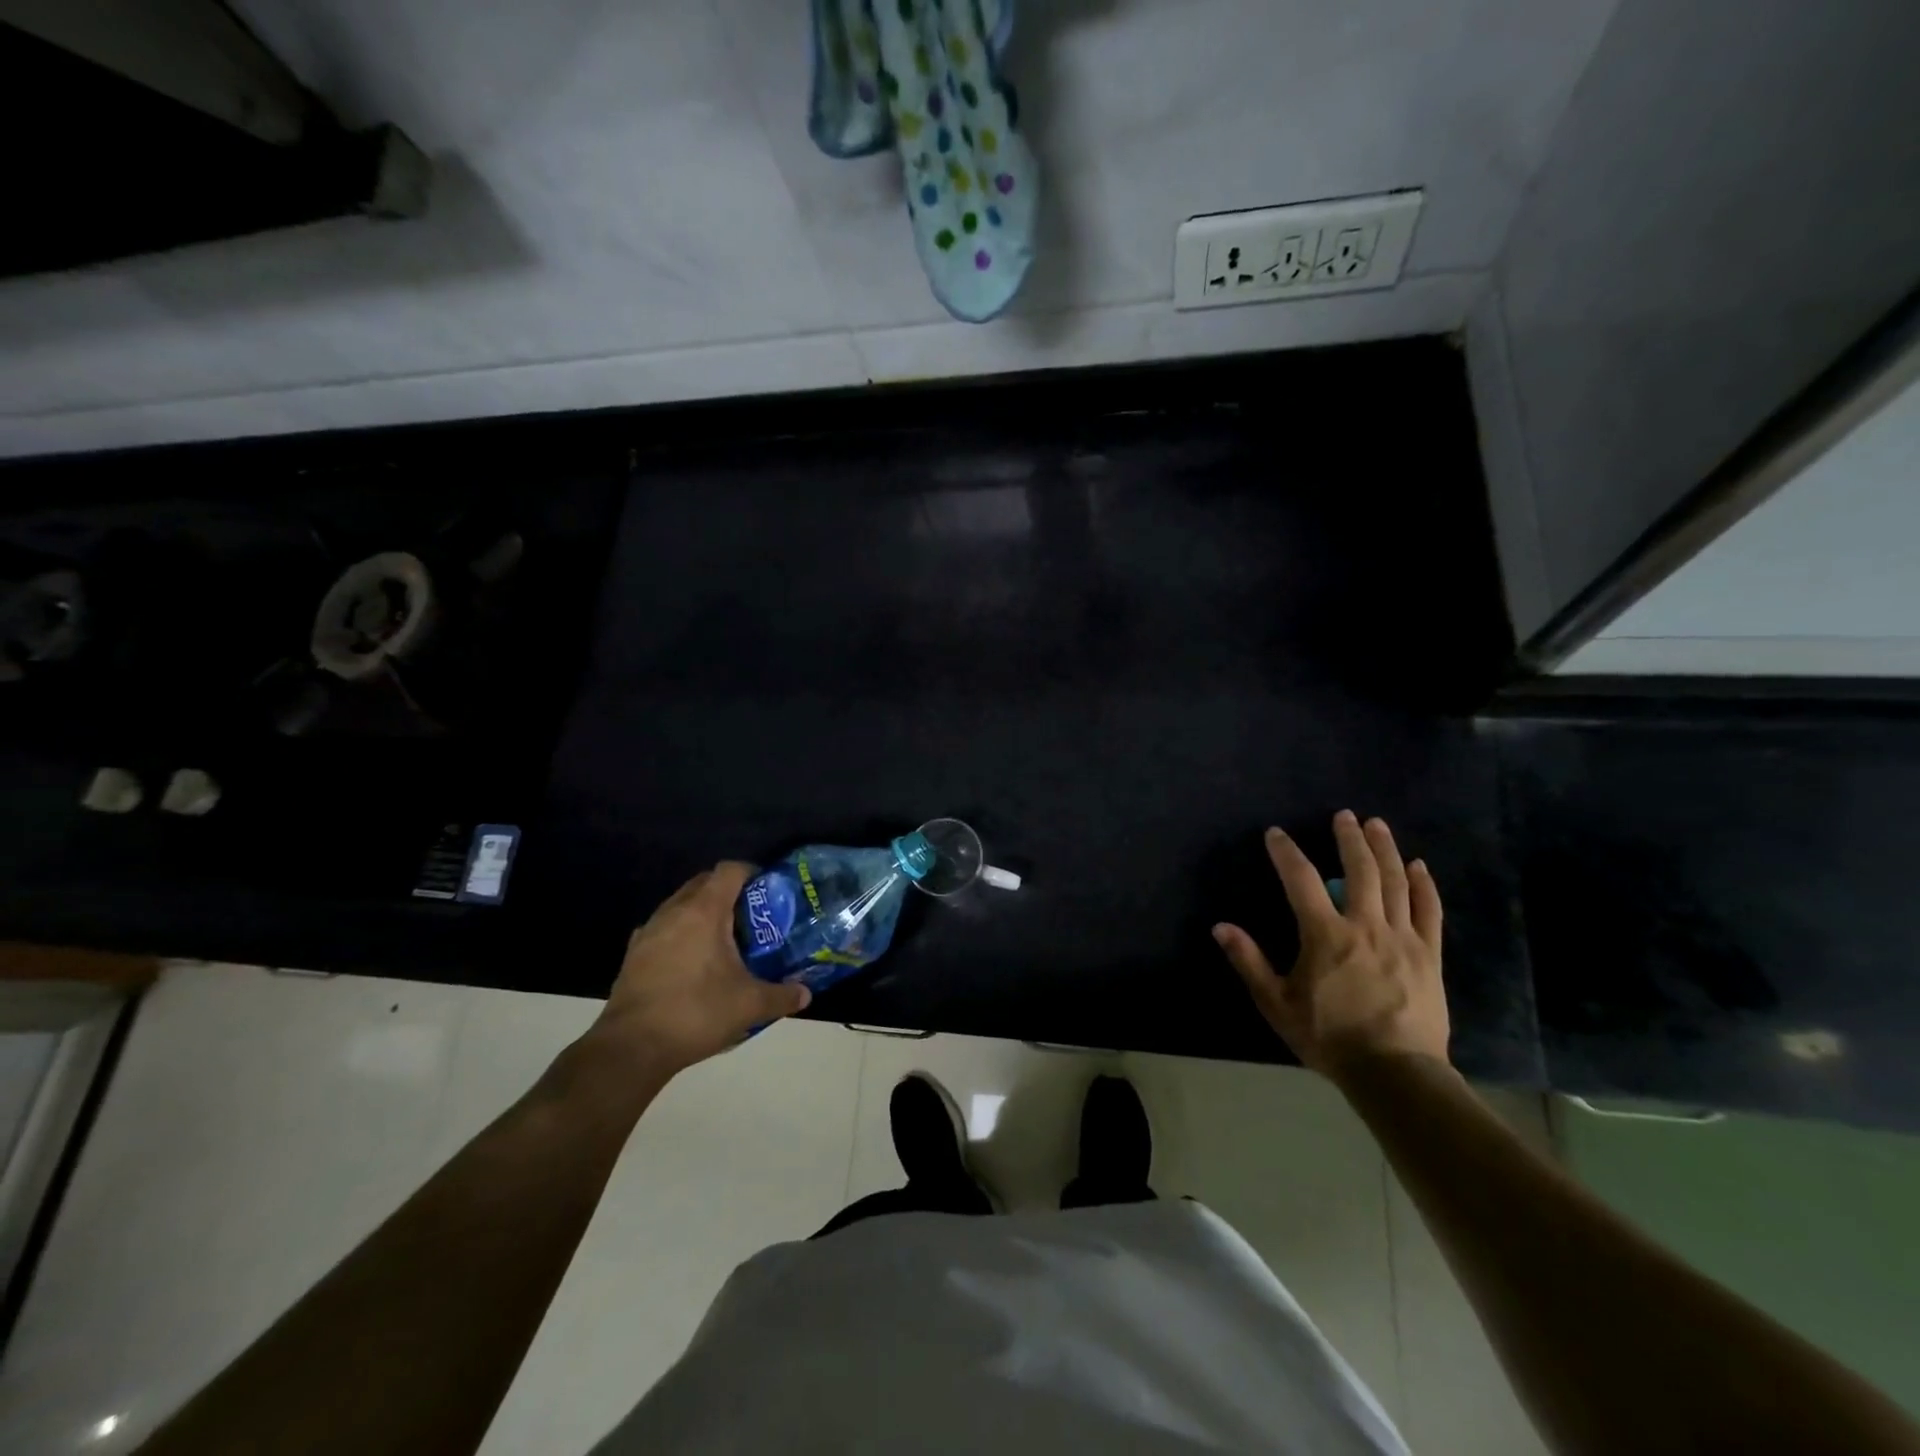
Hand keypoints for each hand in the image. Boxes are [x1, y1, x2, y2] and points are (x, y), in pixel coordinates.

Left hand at [588, 862, 810, 1078]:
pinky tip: (692, 961)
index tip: (768, 890)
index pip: (730, 870)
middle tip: (750, 915)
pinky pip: (663, 928)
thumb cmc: (696, 1012)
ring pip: (680, 904)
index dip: (752, 873)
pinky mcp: (633, 954)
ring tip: (723, 939)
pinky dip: (680, 933)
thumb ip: (782, 996)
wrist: (632, 1047)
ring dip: (702, 911)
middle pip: (704, 882)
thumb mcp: (749, 1005)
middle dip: (728, 891)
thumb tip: (806, 995)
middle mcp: (674, 911)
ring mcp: (649, 931)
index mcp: (705, 911)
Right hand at [1213, 811, 1448, 1084]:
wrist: (1395, 1073)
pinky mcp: (1429, 955)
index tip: (1276, 833)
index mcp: (1326, 935)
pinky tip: (1419, 866)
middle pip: (1360, 870)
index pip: (1301, 880)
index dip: (1287, 853)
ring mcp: (1403, 938)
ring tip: (1377, 824)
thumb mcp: (1277, 1003)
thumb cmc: (1329, 1037)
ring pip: (1396, 882)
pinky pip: (1429, 911)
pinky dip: (1424, 885)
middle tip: (1344, 815)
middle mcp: (1365, 926)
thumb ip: (1250, 961)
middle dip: (1350, 838)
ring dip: (1385, 849)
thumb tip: (1220, 927)